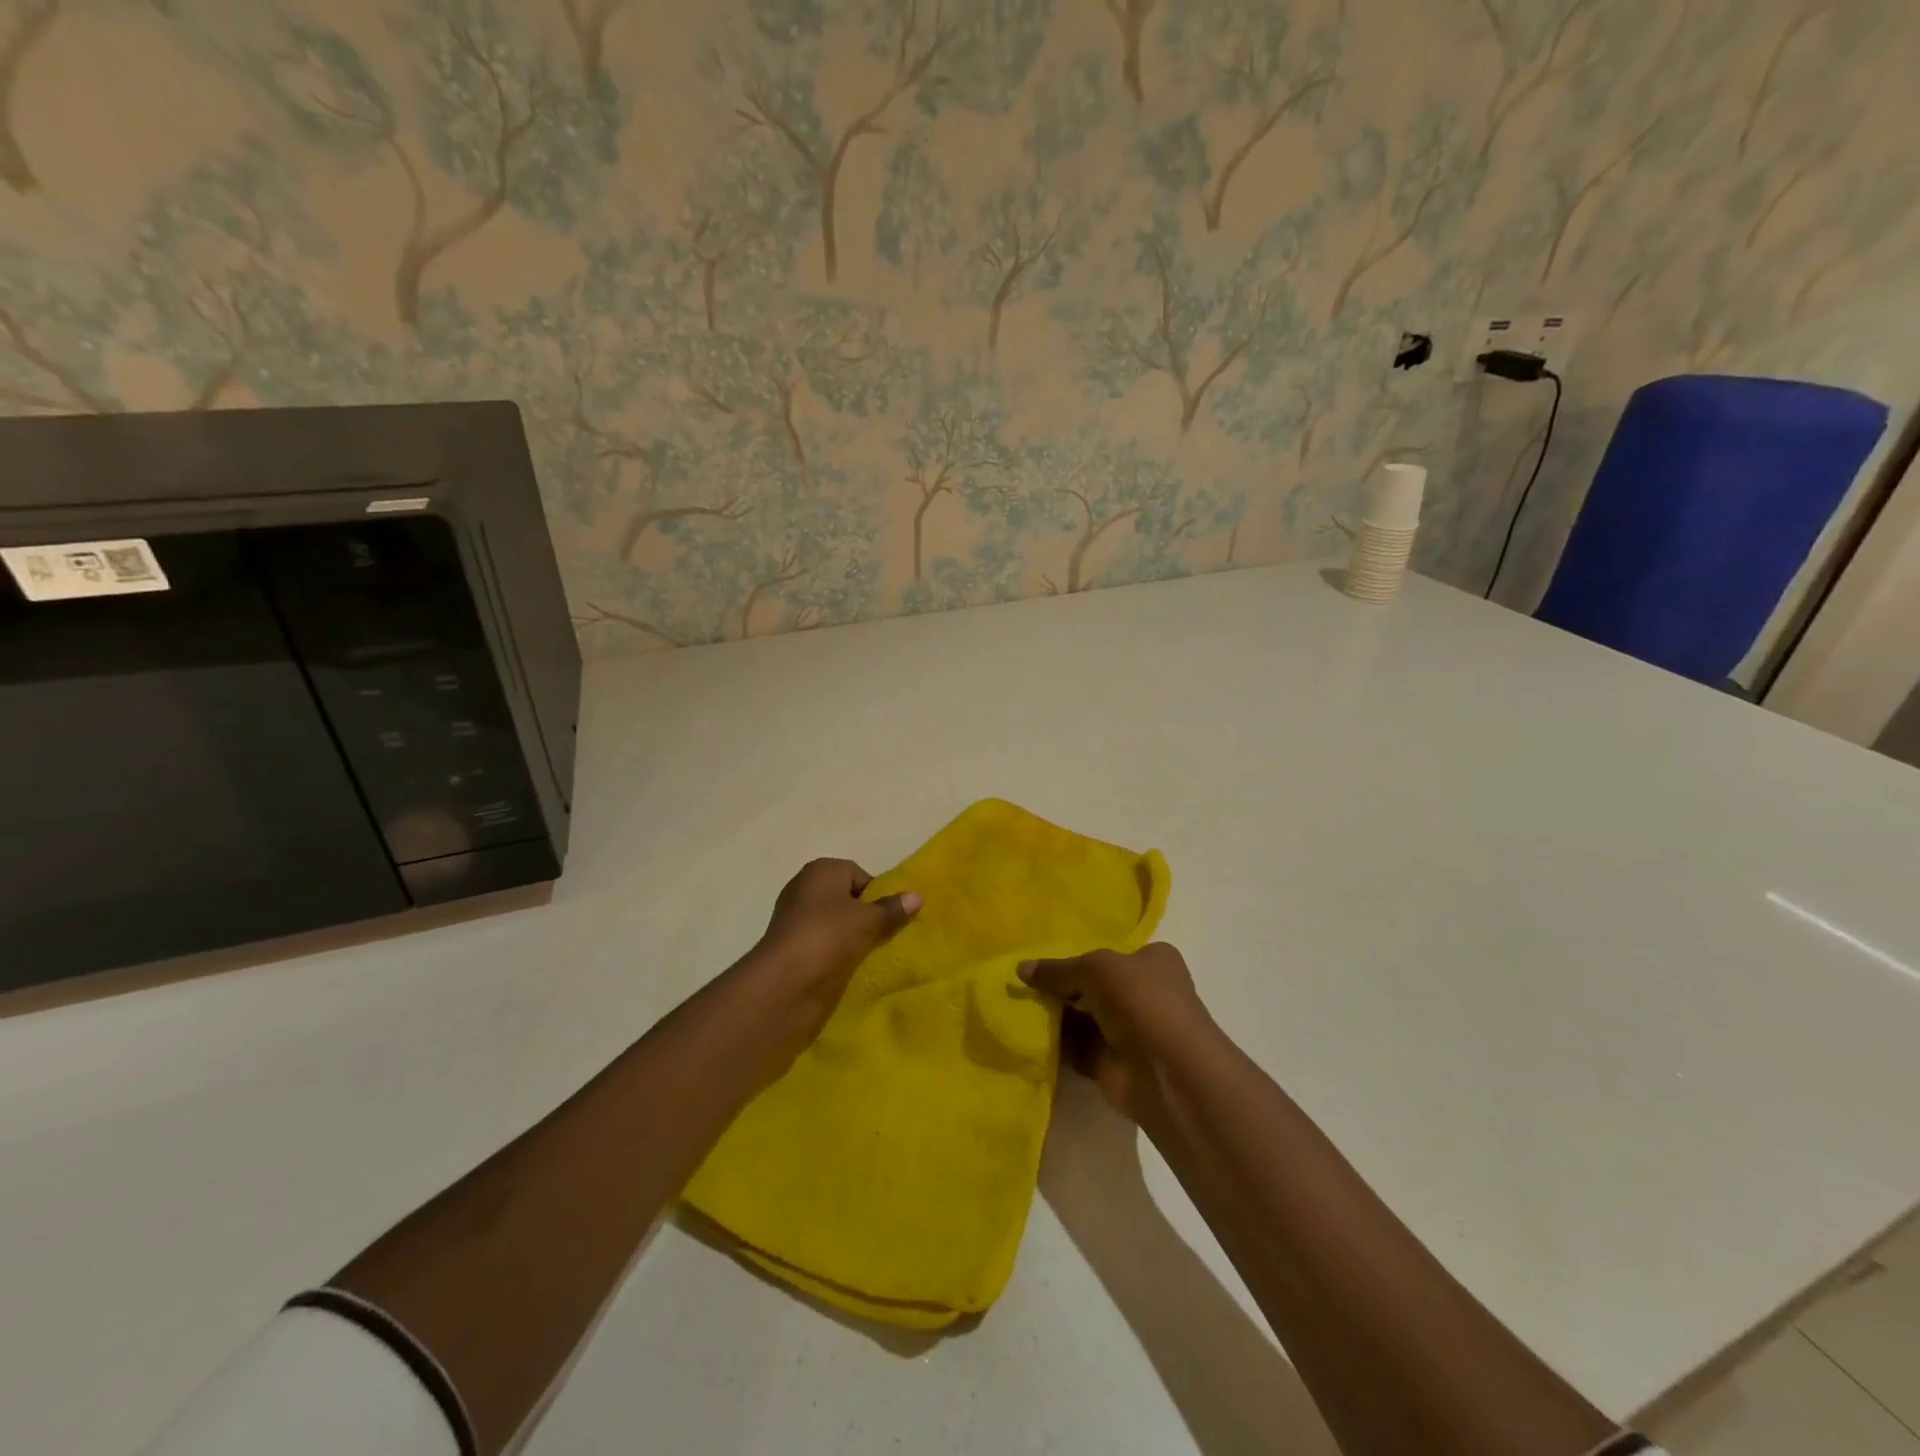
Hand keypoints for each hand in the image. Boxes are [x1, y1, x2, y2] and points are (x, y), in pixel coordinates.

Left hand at [752, 858, 920, 1031]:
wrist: (784, 982)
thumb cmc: (829, 936)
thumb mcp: (868, 921)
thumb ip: (892, 909)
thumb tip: (917, 896)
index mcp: (822, 870)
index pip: (860, 876)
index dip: (877, 896)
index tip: (888, 919)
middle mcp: (805, 887)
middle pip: (847, 899)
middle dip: (865, 917)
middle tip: (883, 937)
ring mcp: (795, 918)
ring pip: (835, 923)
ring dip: (851, 937)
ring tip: (867, 955)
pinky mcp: (791, 946)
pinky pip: (823, 943)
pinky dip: (835, 953)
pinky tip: (847, 967)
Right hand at [1018, 944, 1212, 1122]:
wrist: (1165, 1070)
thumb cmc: (1139, 999)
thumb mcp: (1094, 968)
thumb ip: (1058, 970)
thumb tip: (1021, 968)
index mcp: (1154, 961)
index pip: (1114, 953)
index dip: (1083, 955)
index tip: (1047, 959)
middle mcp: (1146, 993)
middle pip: (1096, 986)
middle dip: (1065, 987)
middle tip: (1026, 983)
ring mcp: (1131, 1031)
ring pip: (1086, 1018)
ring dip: (1058, 1016)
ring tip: (1019, 1005)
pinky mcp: (1115, 1063)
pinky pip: (1079, 1048)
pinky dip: (1058, 1044)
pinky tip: (1029, 1034)